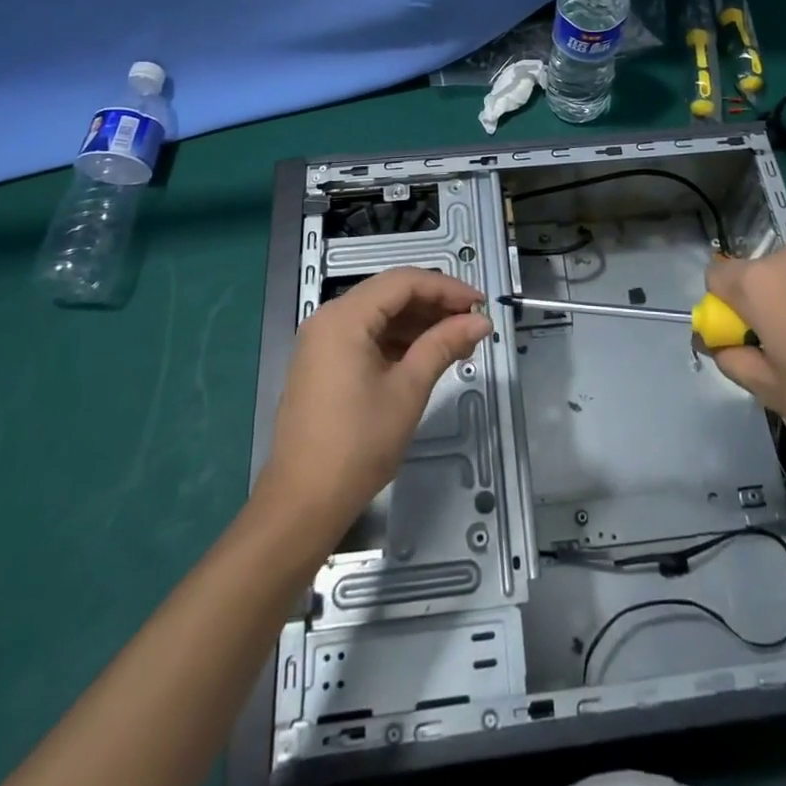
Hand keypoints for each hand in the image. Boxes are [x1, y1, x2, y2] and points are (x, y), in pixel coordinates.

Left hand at [256, 267, 490, 542]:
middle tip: (472, 323)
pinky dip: (398, 340)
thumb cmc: (359, 443)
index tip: (480, 305)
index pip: (404, 282)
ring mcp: (322, 341)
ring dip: (419, 322)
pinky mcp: (323, 362)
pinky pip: (367, 335)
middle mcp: (329, 318)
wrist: (304, 503)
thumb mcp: (408, 389)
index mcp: (345, 317)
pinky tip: (427, 355)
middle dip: (434, 304)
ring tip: (458, 342)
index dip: (446, 288)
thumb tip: (481, 322)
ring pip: (380, 314)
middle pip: (390, 293)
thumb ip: (444, 345)